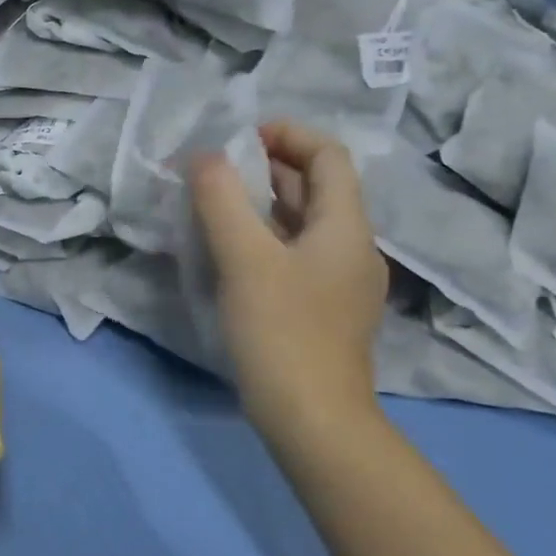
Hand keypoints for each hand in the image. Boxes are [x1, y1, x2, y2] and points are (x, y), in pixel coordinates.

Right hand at [189, 121, 387, 435]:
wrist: (314, 421)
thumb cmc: (282, 332)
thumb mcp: (244, 258)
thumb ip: (220, 199)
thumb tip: (204, 156)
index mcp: (344, 226)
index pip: (328, 155)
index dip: (287, 134)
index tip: (238, 138)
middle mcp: (351, 247)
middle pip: (316, 187)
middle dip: (267, 167)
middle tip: (215, 169)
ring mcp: (340, 282)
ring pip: (302, 222)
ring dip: (262, 203)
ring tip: (214, 203)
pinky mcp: (323, 309)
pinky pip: (295, 253)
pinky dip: (264, 237)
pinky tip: (230, 252)